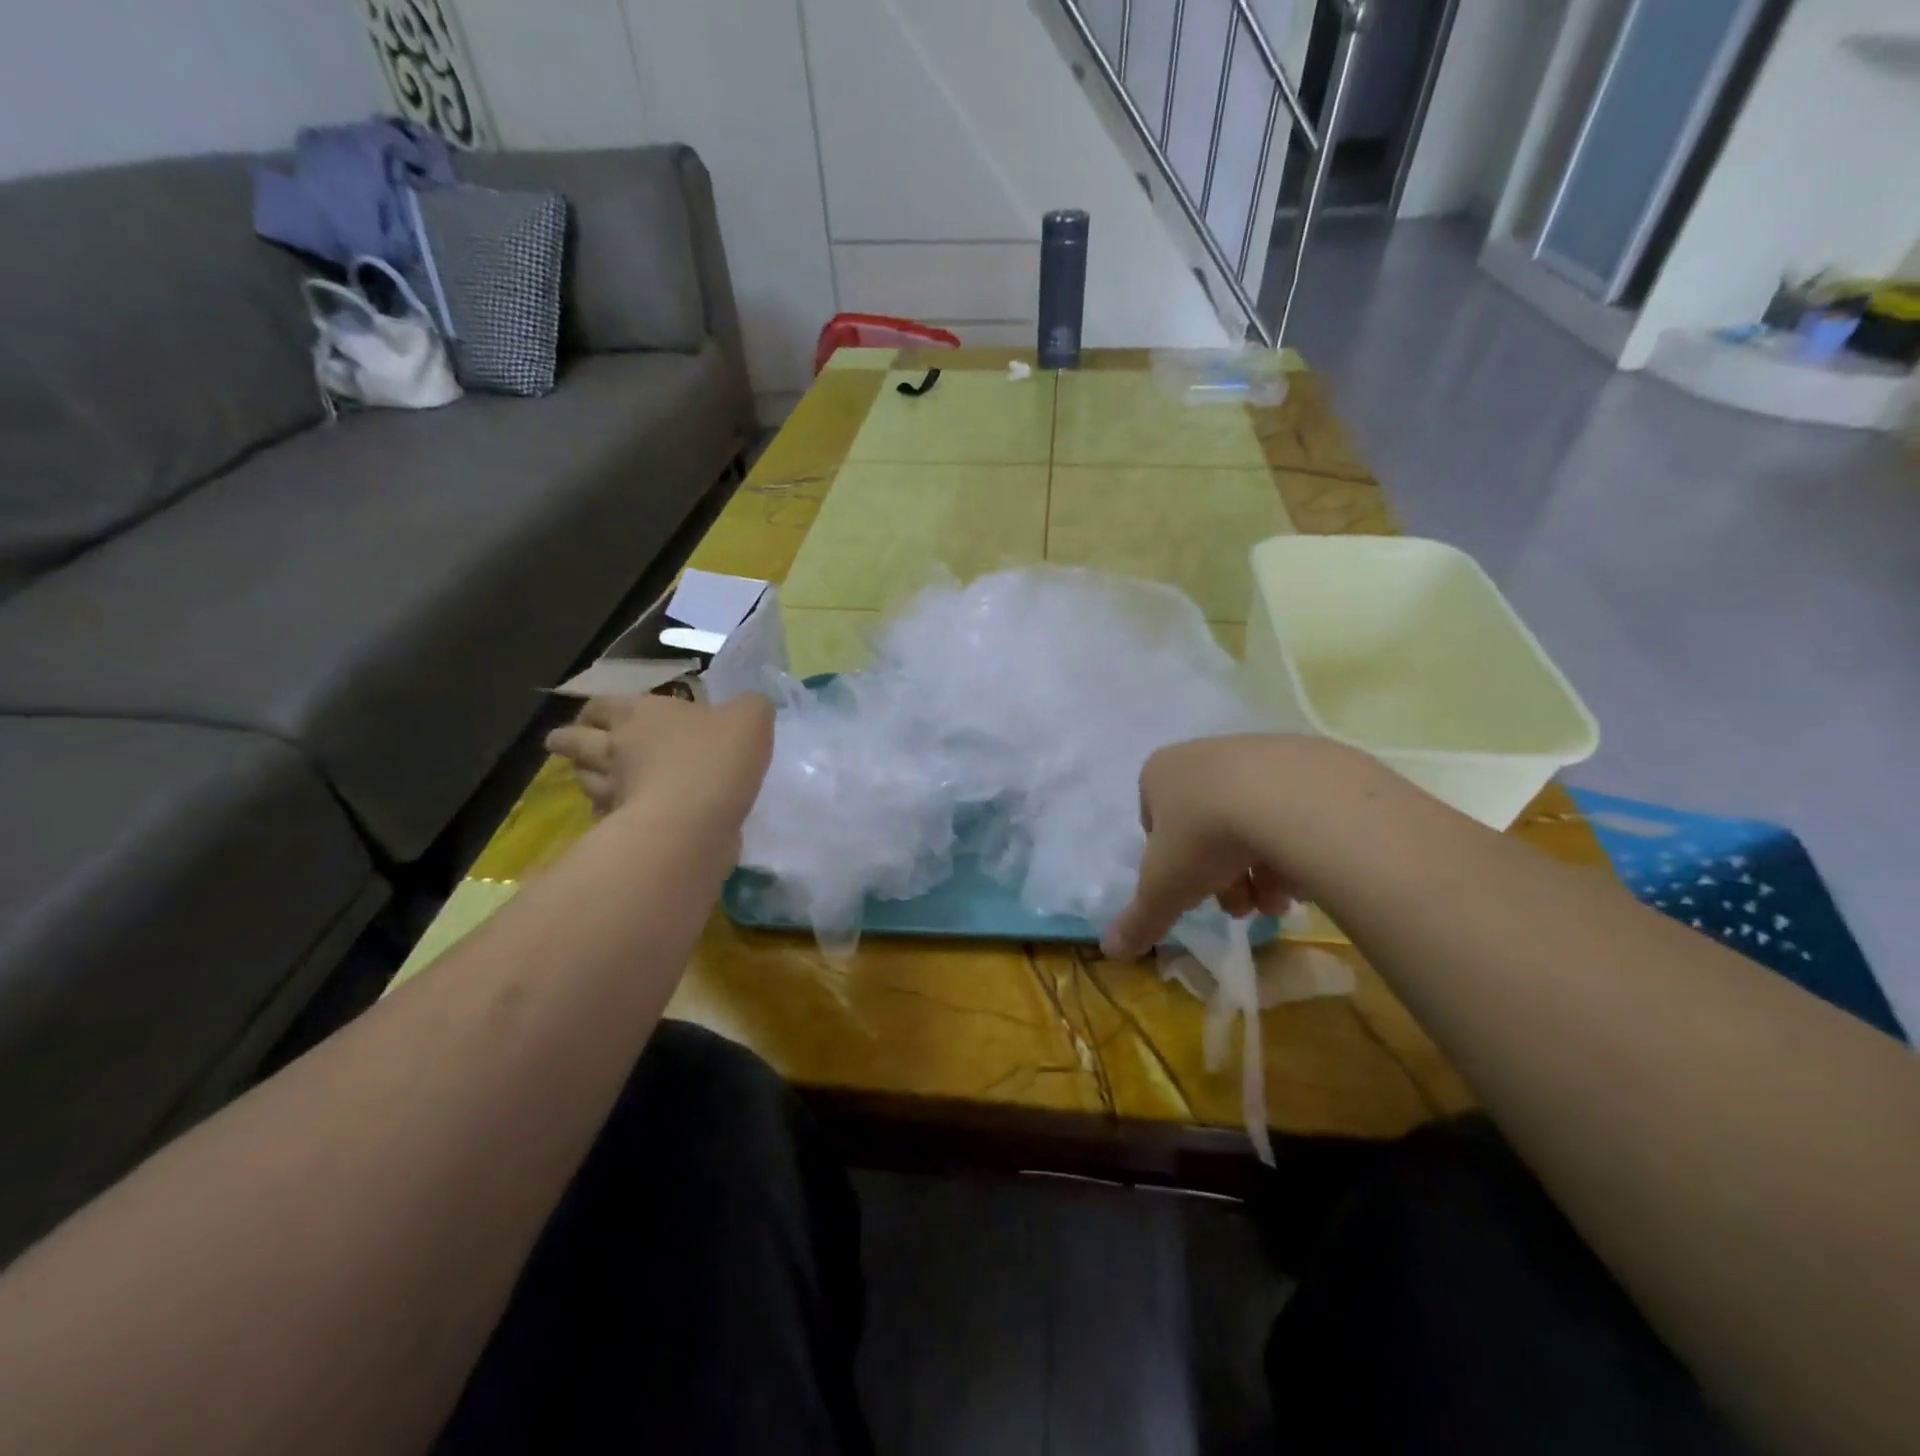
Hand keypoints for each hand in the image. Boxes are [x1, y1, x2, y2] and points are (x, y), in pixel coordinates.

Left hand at [545, 692, 773, 826]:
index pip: (604, 704)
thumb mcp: (751, 718)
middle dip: (568, 740)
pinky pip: (604, 817)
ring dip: (584, 777)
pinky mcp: (621, 829)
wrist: (693, 821)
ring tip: (591, 779)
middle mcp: (617, 748)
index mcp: (642, 714)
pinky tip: (618, 817)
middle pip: (576, 741)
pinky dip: (607, 815)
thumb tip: (749, 705)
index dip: (598, 708)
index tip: (594, 713)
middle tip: (566, 743)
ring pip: (585, 780)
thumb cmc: (717, 758)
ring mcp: (614, 791)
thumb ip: (750, 706)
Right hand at [1101, 735, 1303, 958]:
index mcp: (1160, 773)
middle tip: (1242, 908)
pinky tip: (1307, 873)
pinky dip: (1295, 844)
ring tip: (1280, 903)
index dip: (1170, 864)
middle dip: (1222, 875)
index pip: (1154, 822)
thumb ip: (1140, 919)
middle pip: (1205, 826)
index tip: (1189, 891)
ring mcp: (1254, 753)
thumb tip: (1111, 949)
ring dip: (1260, 868)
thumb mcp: (1165, 889)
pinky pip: (1291, 810)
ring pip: (1249, 821)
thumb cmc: (1205, 837)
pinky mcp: (1303, 759)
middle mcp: (1203, 756)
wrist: (1288, 798)